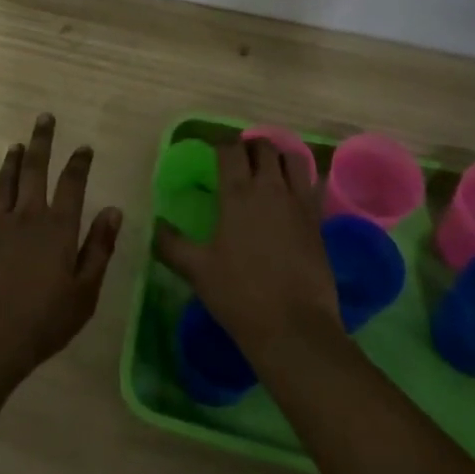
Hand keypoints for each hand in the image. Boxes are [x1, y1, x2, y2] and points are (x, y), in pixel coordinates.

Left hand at [0, 114, 123, 383]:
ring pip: (5, 183)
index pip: (72, 184)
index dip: (79, 163)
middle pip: (35, 170)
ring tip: (16, 144)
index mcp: (58, 228)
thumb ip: (99, 248)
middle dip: (41, 142)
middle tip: (44, 118)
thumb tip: (114, 209)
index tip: (84, 147)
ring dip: (11, 161)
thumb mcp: (86, 291)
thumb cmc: (45, 320)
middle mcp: (28, 216)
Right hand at [155, 139, 341, 360]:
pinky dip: (300, 180)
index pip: (230, 150)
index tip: (213, 152)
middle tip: (240, 159)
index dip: (221, 145)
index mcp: (238, 194)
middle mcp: (270, 189)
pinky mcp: (318, 222)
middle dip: (250, 146)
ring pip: (293, 159)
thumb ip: (172, 244)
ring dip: (278, 157)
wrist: (294, 328)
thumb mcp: (197, 270)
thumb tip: (156, 226)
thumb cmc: (240, 295)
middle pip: (263, 147)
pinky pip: (311, 186)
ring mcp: (298, 204)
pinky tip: (290, 196)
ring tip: (268, 170)